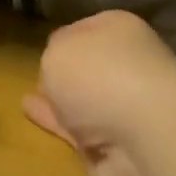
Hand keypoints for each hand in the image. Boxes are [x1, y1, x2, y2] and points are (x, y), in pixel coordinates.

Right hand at [23, 11, 175, 175]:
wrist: (146, 138)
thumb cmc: (101, 76)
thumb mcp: (59, 52)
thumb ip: (52, 56)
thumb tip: (59, 70)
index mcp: (119, 31)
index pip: (86, 29)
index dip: (65, 38)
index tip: (46, 48)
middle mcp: (126, 66)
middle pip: (89, 66)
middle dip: (68, 71)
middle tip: (40, 75)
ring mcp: (123, 108)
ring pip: (83, 101)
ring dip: (61, 102)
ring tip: (29, 100)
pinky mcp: (114, 146)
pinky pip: (77, 131)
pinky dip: (58, 125)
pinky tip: (35, 119)